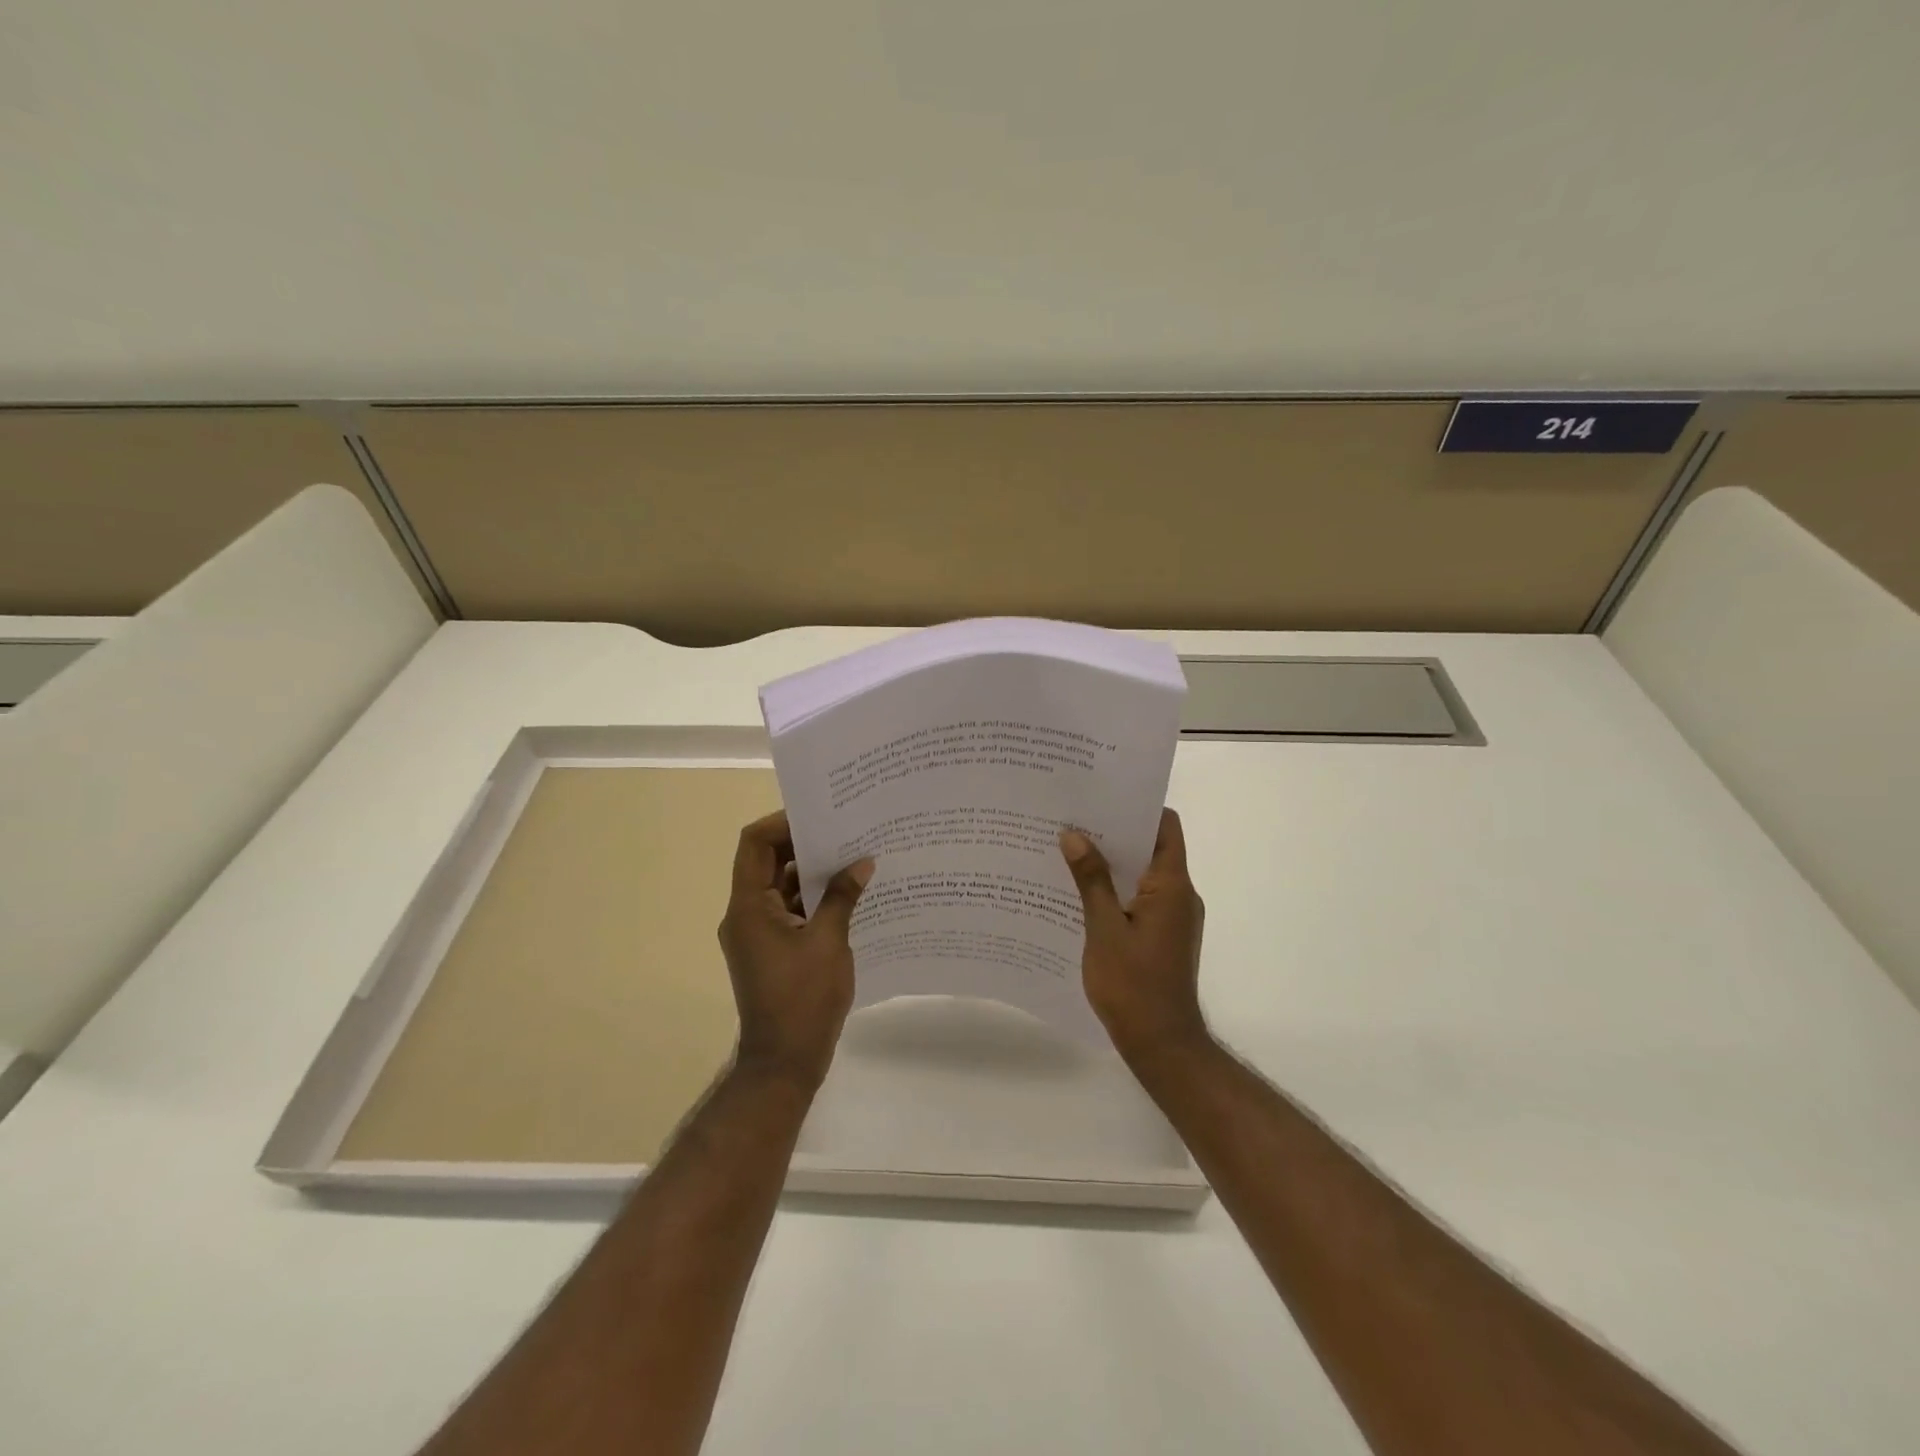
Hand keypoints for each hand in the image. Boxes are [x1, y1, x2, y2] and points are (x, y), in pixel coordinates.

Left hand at [717, 811, 873, 1090]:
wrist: (785, 1062)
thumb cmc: (803, 999)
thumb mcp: (829, 942)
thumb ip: (842, 897)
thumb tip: (862, 863)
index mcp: (749, 906)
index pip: (755, 844)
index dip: (783, 822)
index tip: (820, 815)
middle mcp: (746, 914)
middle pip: (769, 862)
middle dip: (805, 844)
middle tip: (846, 829)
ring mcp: (759, 933)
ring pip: (782, 886)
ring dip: (813, 872)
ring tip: (854, 856)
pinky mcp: (773, 949)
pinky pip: (791, 910)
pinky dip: (815, 899)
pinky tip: (850, 893)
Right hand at [1060, 809, 1209, 1064]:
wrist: (1162, 1044)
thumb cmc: (1134, 985)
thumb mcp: (1104, 929)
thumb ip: (1091, 880)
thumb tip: (1074, 835)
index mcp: (1172, 886)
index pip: (1166, 827)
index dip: (1137, 807)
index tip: (1101, 795)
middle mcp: (1180, 895)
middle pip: (1152, 847)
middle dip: (1114, 832)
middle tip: (1073, 819)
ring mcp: (1173, 917)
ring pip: (1143, 874)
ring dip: (1112, 862)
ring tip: (1069, 849)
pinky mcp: (1163, 935)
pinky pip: (1139, 898)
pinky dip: (1115, 888)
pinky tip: (1080, 892)